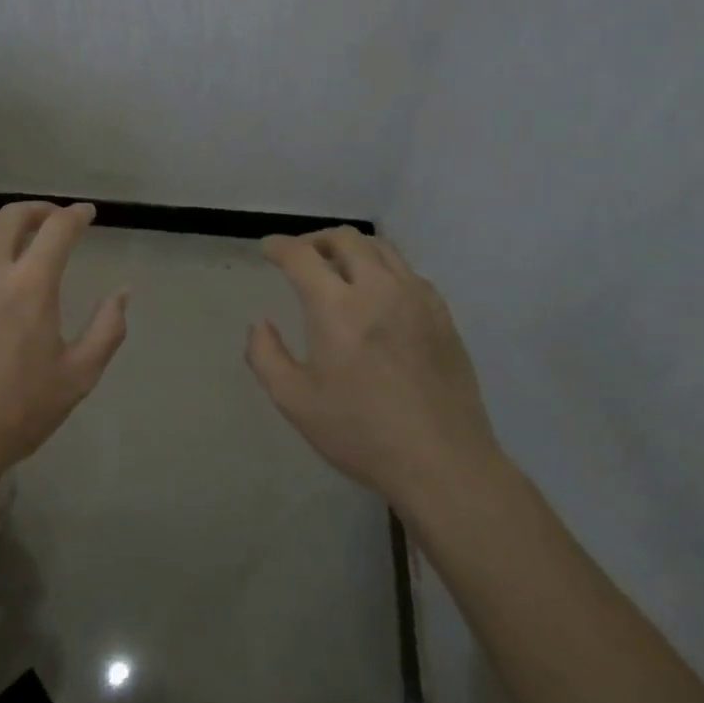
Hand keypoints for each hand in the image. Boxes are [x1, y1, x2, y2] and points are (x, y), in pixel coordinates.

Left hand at [0, 201, 129, 494]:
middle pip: (13, 216)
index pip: (58, 229)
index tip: (86, 214)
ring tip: (7, 230)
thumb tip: (122, 292)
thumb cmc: (14, 414)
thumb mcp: (77, 378)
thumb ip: (107, 329)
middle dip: (39, 210)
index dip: (77, 215)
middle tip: (51, 219)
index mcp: (29, 285)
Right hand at [245, 228, 502, 506]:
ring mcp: (416, 298)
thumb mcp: (295, 401)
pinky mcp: (442, 315)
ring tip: (337, 267)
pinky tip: (377, 293)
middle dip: (315, 240)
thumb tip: (260, 324)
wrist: (443, 463)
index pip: (301, 255)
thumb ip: (266, 356)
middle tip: (300, 256)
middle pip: (345, 238)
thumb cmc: (361, 433)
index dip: (279, 246)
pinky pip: (407, 271)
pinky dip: (383, 267)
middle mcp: (378, 289)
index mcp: (337, 307)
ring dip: (351, 248)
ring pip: (380, 248)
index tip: (268, 249)